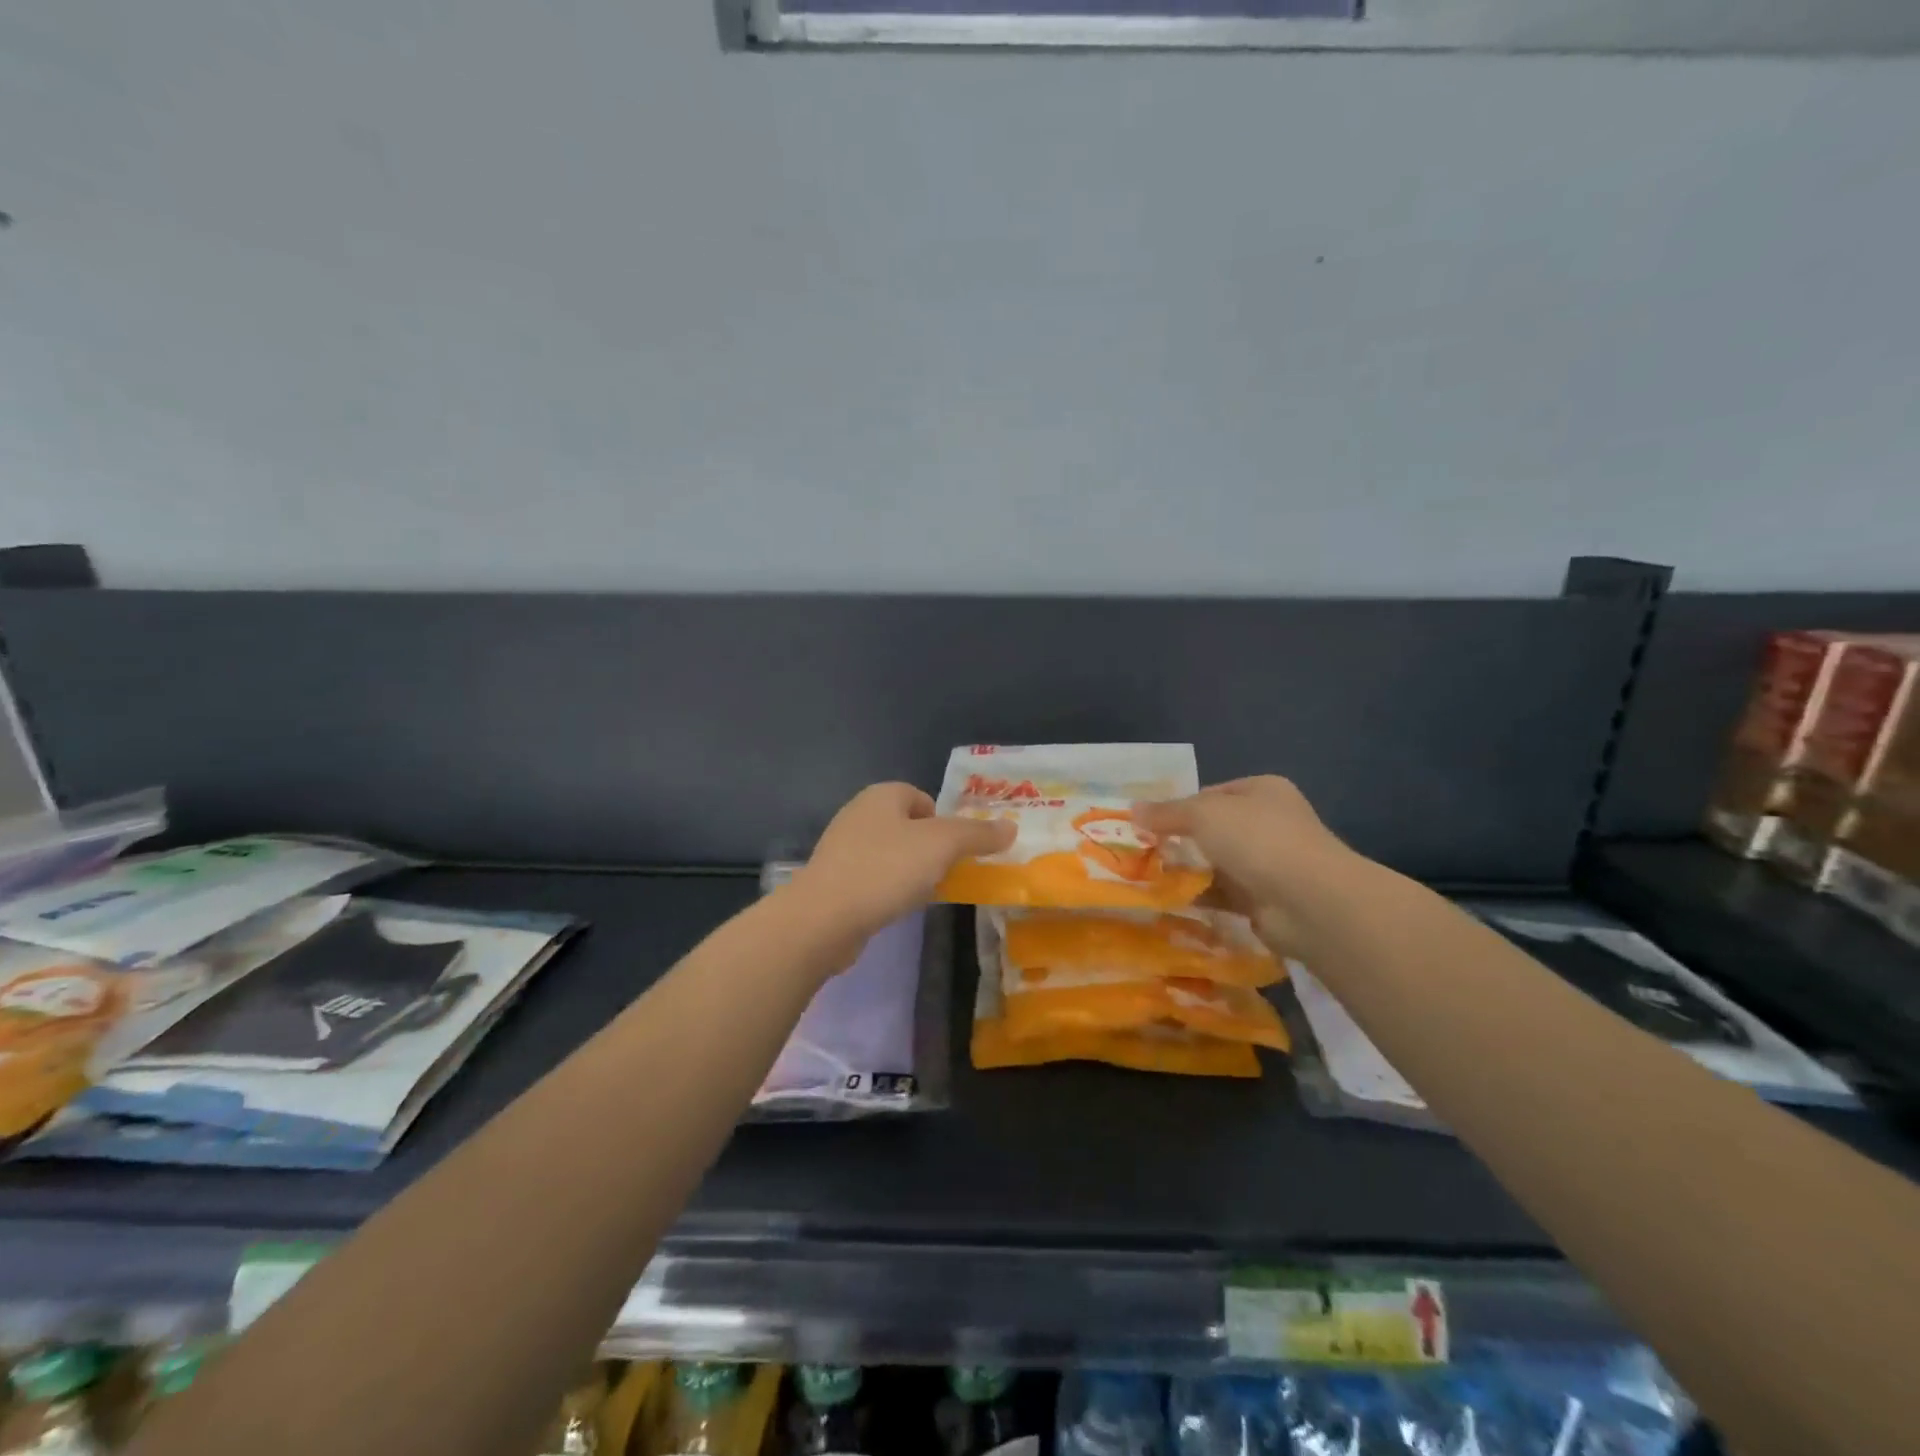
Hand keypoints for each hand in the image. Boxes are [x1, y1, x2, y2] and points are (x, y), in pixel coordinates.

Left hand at [792, 783, 1014, 941]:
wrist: (824, 918)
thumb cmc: (886, 869)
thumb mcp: (942, 846)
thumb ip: (978, 834)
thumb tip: (1011, 827)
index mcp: (882, 795)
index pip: (922, 798)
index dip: (943, 821)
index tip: (955, 851)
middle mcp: (858, 813)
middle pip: (907, 826)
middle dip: (929, 848)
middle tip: (945, 872)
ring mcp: (842, 848)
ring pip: (890, 853)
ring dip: (909, 871)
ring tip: (922, 893)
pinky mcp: (833, 880)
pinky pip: (873, 877)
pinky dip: (888, 889)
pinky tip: (895, 908)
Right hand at [1134, 776, 1355, 954]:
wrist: (1309, 901)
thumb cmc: (1257, 840)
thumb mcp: (1203, 814)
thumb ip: (1167, 813)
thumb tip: (1132, 810)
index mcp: (1262, 791)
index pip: (1212, 793)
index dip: (1180, 806)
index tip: (1149, 823)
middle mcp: (1270, 823)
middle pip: (1214, 830)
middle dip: (1181, 841)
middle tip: (1145, 852)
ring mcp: (1270, 863)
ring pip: (1218, 864)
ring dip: (1190, 872)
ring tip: (1150, 878)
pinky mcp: (1266, 900)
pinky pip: (1224, 895)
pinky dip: (1201, 898)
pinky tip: (1172, 902)